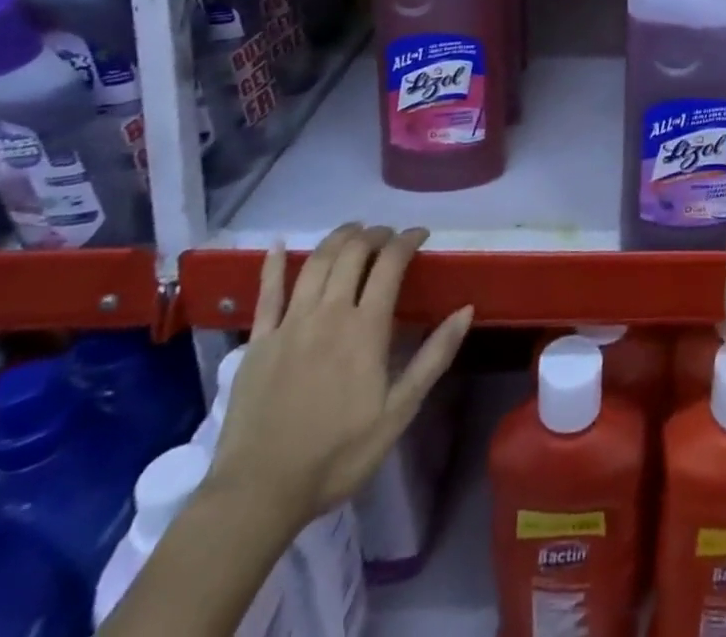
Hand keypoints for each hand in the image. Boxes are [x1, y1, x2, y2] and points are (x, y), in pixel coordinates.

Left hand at [208, 224, 473, 533]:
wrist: (258, 494)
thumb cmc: (337, 455)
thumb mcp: (399, 411)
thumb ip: (434, 356)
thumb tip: (466, 310)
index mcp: (365, 328)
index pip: (390, 264)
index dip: (408, 240)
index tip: (421, 234)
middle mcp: (328, 313)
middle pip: (353, 253)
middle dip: (375, 234)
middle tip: (389, 235)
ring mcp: (289, 324)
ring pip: (316, 262)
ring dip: (338, 238)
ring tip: (353, 231)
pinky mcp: (258, 341)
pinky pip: (266, 293)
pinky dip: (272, 264)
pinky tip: (277, 244)